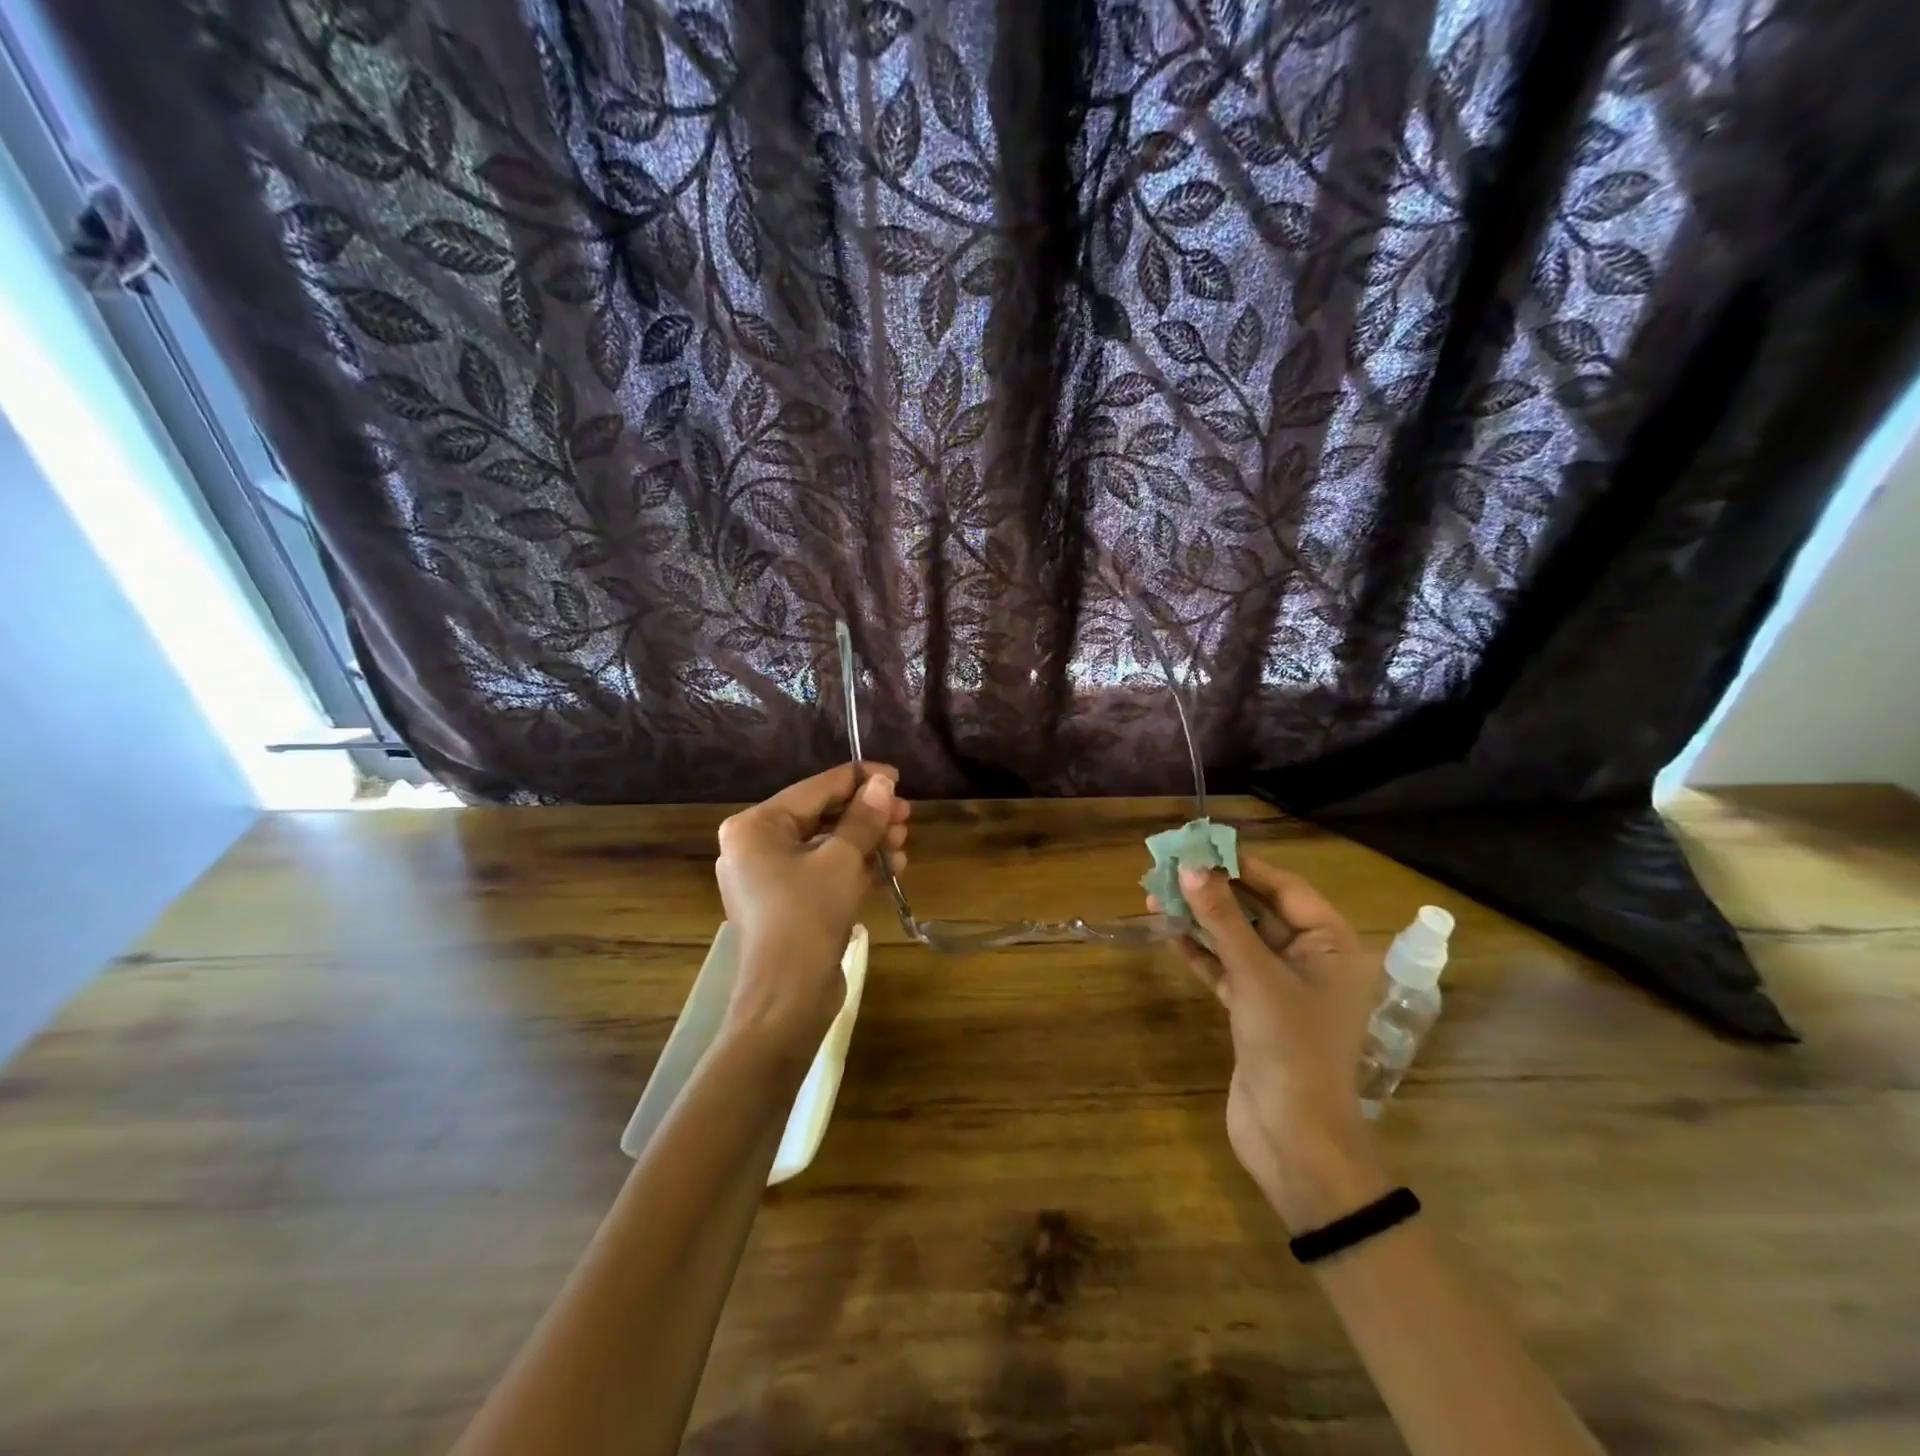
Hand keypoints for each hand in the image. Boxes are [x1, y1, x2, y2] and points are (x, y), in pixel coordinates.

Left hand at [714, 763, 909, 1059]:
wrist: (787, 999)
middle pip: (822, 816)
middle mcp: (755, 846)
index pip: (815, 788)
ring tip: (903, 844)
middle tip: (906, 816)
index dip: (860, 779)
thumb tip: (883, 783)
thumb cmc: (807, 917)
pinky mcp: (787, 904)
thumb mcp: (842, 860)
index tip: (898, 777)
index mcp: (755, 826)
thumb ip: (863, 817)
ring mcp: (770, 877)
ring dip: (867, 842)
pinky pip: (824, 872)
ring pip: (827, 845)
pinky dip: (855, 868)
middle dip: (867, 816)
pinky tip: (891, 867)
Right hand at [1149, 856, 1389, 1229]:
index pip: (1285, 889)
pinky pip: (1227, 968)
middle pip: (1259, 912)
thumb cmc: (1289, 1046)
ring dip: (1201, 920)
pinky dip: (1201, 952)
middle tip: (1170, 868)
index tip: (1201, 845)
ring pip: (1239, 940)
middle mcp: (1312, 960)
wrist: (1294, 1139)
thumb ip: (1222, 918)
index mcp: (1332, 946)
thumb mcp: (1254, 974)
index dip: (1243, 866)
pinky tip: (1169, 933)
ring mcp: (1282, 988)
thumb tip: (1190, 866)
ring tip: (1157, 896)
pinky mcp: (1256, 1011)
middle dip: (1215, 892)